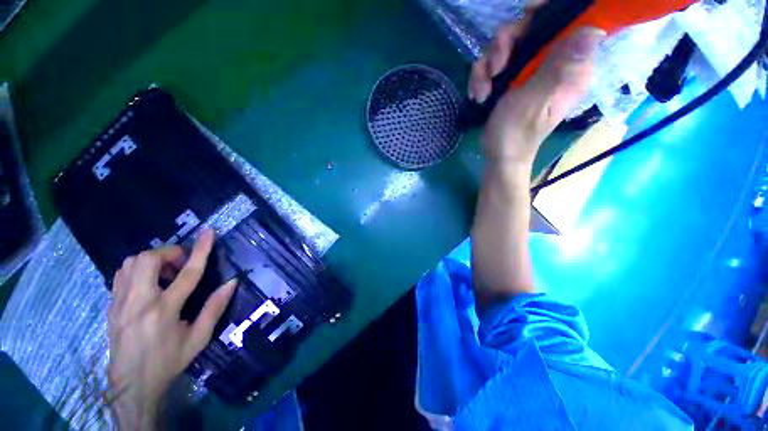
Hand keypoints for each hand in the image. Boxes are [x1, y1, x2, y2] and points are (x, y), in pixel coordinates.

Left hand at [107, 229, 235, 429]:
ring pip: (131, 263)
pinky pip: (122, 273)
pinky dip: (138, 269)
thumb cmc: (169, 361)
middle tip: (181, 264)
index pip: (187, 273)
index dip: (201, 250)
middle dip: (169, 253)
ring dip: (153, 260)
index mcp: (165, 311)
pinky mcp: (111, 305)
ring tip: (165, 274)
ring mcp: (120, 302)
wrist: (131, 384)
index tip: (209, 231)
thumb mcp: (199, 338)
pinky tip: (149, 282)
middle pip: (149, 260)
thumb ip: (215, 308)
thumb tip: (232, 282)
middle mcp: (139, 302)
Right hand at [469, 19, 603, 166]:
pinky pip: (494, 61)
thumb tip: (593, 30)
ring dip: (488, 64)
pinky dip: (482, 76)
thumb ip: (557, 68)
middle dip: (506, 43)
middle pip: (532, 28)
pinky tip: (478, 94)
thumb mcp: (534, 101)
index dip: (546, 13)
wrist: (498, 155)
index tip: (525, 18)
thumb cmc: (516, 134)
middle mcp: (553, 63)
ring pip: (508, 44)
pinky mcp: (512, 78)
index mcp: (570, 67)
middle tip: (495, 68)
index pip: (569, 23)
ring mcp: (531, 70)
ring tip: (483, 90)